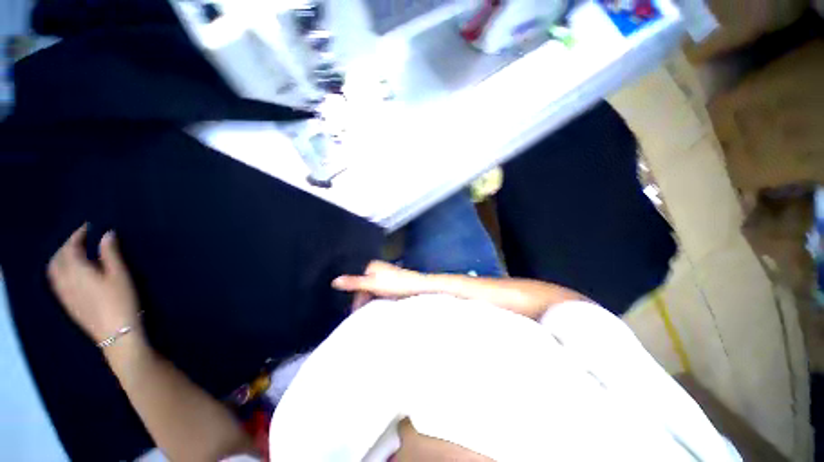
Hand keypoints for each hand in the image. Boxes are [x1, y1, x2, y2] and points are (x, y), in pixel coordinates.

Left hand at [48, 224, 141, 344]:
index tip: (88, 226)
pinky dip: (60, 271)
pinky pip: (56, 282)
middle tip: (81, 239)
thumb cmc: (121, 300)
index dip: (78, 235)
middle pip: (58, 258)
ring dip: (61, 258)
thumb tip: (107, 234)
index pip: (71, 247)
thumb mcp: (120, 275)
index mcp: (77, 271)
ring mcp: (64, 294)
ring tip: (74, 254)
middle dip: (67, 246)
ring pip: (54, 271)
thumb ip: (111, 253)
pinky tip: (70, 274)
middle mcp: (65, 280)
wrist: (116, 333)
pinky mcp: (68, 304)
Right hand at [332, 261, 430, 308]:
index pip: (357, 282)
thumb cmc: (396, 284)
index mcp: (371, 266)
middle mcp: (377, 269)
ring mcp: (385, 275)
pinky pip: (380, 291)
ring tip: (370, 312)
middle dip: (362, 299)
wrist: (419, 286)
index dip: (354, 297)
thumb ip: (354, 283)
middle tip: (361, 314)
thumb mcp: (372, 284)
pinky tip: (380, 306)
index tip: (353, 311)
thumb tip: (334, 281)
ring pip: (372, 289)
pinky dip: (378, 299)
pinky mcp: (392, 282)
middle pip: (364, 286)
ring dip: (370, 300)